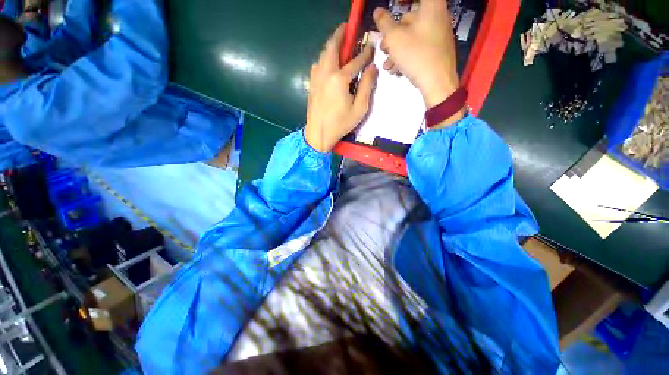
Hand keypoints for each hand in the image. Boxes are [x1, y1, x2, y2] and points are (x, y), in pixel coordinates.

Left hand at [304, 25, 377, 152]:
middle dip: (340, 35)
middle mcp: (326, 73)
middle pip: (332, 48)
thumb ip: (366, 86)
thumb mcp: (359, 108)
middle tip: (347, 28)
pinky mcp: (311, 85)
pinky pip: (317, 65)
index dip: (365, 53)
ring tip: (338, 44)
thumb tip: (372, 68)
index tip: (371, 47)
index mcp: (339, 79)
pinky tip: (328, 63)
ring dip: (330, 46)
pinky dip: (323, 59)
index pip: (355, 61)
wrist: (318, 135)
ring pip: (322, 55)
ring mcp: (316, 78)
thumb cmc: (340, 124)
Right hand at [373, 0, 458, 108]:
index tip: (394, 6)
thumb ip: (384, 23)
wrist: (437, 82)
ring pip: (413, 36)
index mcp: (431, 5)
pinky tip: (396, 69)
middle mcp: (438, 15)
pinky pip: (419, 46)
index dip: (402, 0)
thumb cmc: (416, 55)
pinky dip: (406, 55)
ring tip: (387, 64)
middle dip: (393, 34)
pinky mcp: (438, 50)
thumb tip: (378, 11)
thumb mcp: (394, 38)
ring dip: (396, 49)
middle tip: (383, 47)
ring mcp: (439, 34)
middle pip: (411, 18)